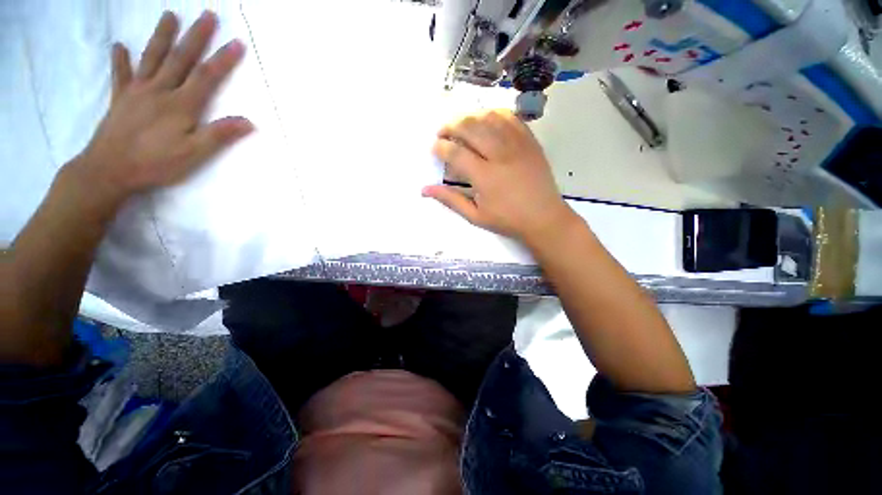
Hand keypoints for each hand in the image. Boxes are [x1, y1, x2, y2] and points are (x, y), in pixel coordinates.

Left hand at [73, 11, 252, 205]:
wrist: (109, 170)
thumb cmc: (156, 163)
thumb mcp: (195, 154)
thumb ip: (220, 135)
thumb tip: (249, 122)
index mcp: (181, 104)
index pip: (207, 77)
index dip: (223, 59)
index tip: (238, 43)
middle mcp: (159, 90)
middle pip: (180, 58)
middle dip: (196, 36)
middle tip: (207, 15)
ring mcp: (137, 91)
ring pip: (152, 57)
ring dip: (162, 35)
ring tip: (169, 15)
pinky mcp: (120, 99)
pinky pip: (120, 74)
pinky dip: (120, 59)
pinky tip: (120, 46)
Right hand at [425, 110, 576, 243]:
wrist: (544, 217)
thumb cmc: (508, 220)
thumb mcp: (476, 216)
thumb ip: (450, 200)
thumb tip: (425, 189)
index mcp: (485, 177)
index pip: (456, 153)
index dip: (440, 147)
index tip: (434, 148)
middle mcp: (500, 155)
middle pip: (470, 127)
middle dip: (451, 126)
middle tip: (442, 132)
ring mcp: (517, 145)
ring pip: (489, 118)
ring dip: (470, 116)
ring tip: (460, 124)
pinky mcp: (530, 141)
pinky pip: (510, 117)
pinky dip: (494, 113)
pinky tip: (485, 118)